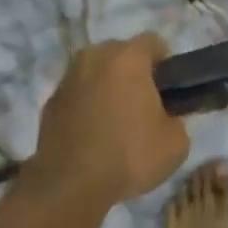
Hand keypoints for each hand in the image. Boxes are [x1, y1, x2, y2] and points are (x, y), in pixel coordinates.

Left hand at [27, 34, 189, 205]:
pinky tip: (93, 136)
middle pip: (122, 54)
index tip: (169, 92)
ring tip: (116, 124)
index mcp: (127, 58)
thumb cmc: (129, 156)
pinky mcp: (50, 102)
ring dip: (108, 88)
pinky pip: (78, 94)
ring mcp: (67, 78)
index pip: (154, 42)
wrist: (69, 185)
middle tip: (145, 108)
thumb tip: (163, 116)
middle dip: (135, 73)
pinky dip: (87, 105)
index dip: (166, 65)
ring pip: (97, 72)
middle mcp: (94, 57)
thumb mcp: (176, 142)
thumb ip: (175, 118)